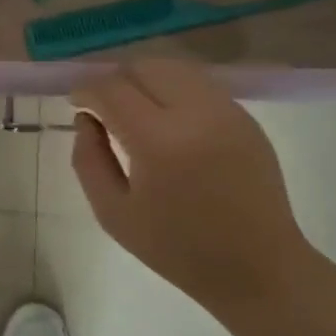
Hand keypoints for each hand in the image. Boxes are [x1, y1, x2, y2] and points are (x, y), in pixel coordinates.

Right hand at [69, 60, 313, 306]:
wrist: (257, 267)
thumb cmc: (176, 248)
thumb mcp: (113, 212)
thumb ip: (88, 159)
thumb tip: (85, 119)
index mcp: (158, 142)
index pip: (111, 90)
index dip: (86, 91)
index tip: (77, 104)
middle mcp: (195, 114)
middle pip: (143, 67)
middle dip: (115, 79)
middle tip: (104, 106)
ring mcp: (226, 111)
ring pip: (173, 68)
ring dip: (145, 79)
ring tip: (134, 108)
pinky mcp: (246, 117)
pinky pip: (199, 85)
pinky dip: (173, 89)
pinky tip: (167, 119)